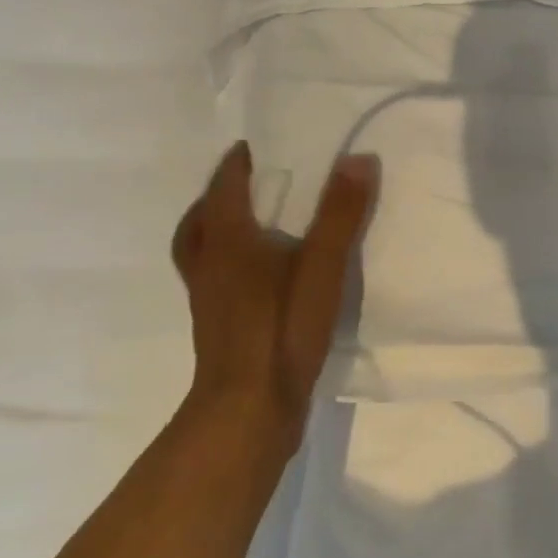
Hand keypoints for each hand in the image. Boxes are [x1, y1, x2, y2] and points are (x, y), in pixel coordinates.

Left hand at [170, 141, 377, 455]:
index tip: (250, 146)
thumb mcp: (322, 266)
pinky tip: (261, 276)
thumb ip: (341, 213)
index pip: (223, 188)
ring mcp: (209, 300)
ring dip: (215, 230)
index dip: (235, 164)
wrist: (248, 410)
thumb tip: (359, 158)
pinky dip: (227, 263)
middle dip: (217, 197)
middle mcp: (209, 265)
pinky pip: (214, 279)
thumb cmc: (281, 329)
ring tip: (249, 225)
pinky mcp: (218, 327)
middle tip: (244, 184)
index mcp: (227, 241)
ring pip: (200, 252)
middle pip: (199, 221)